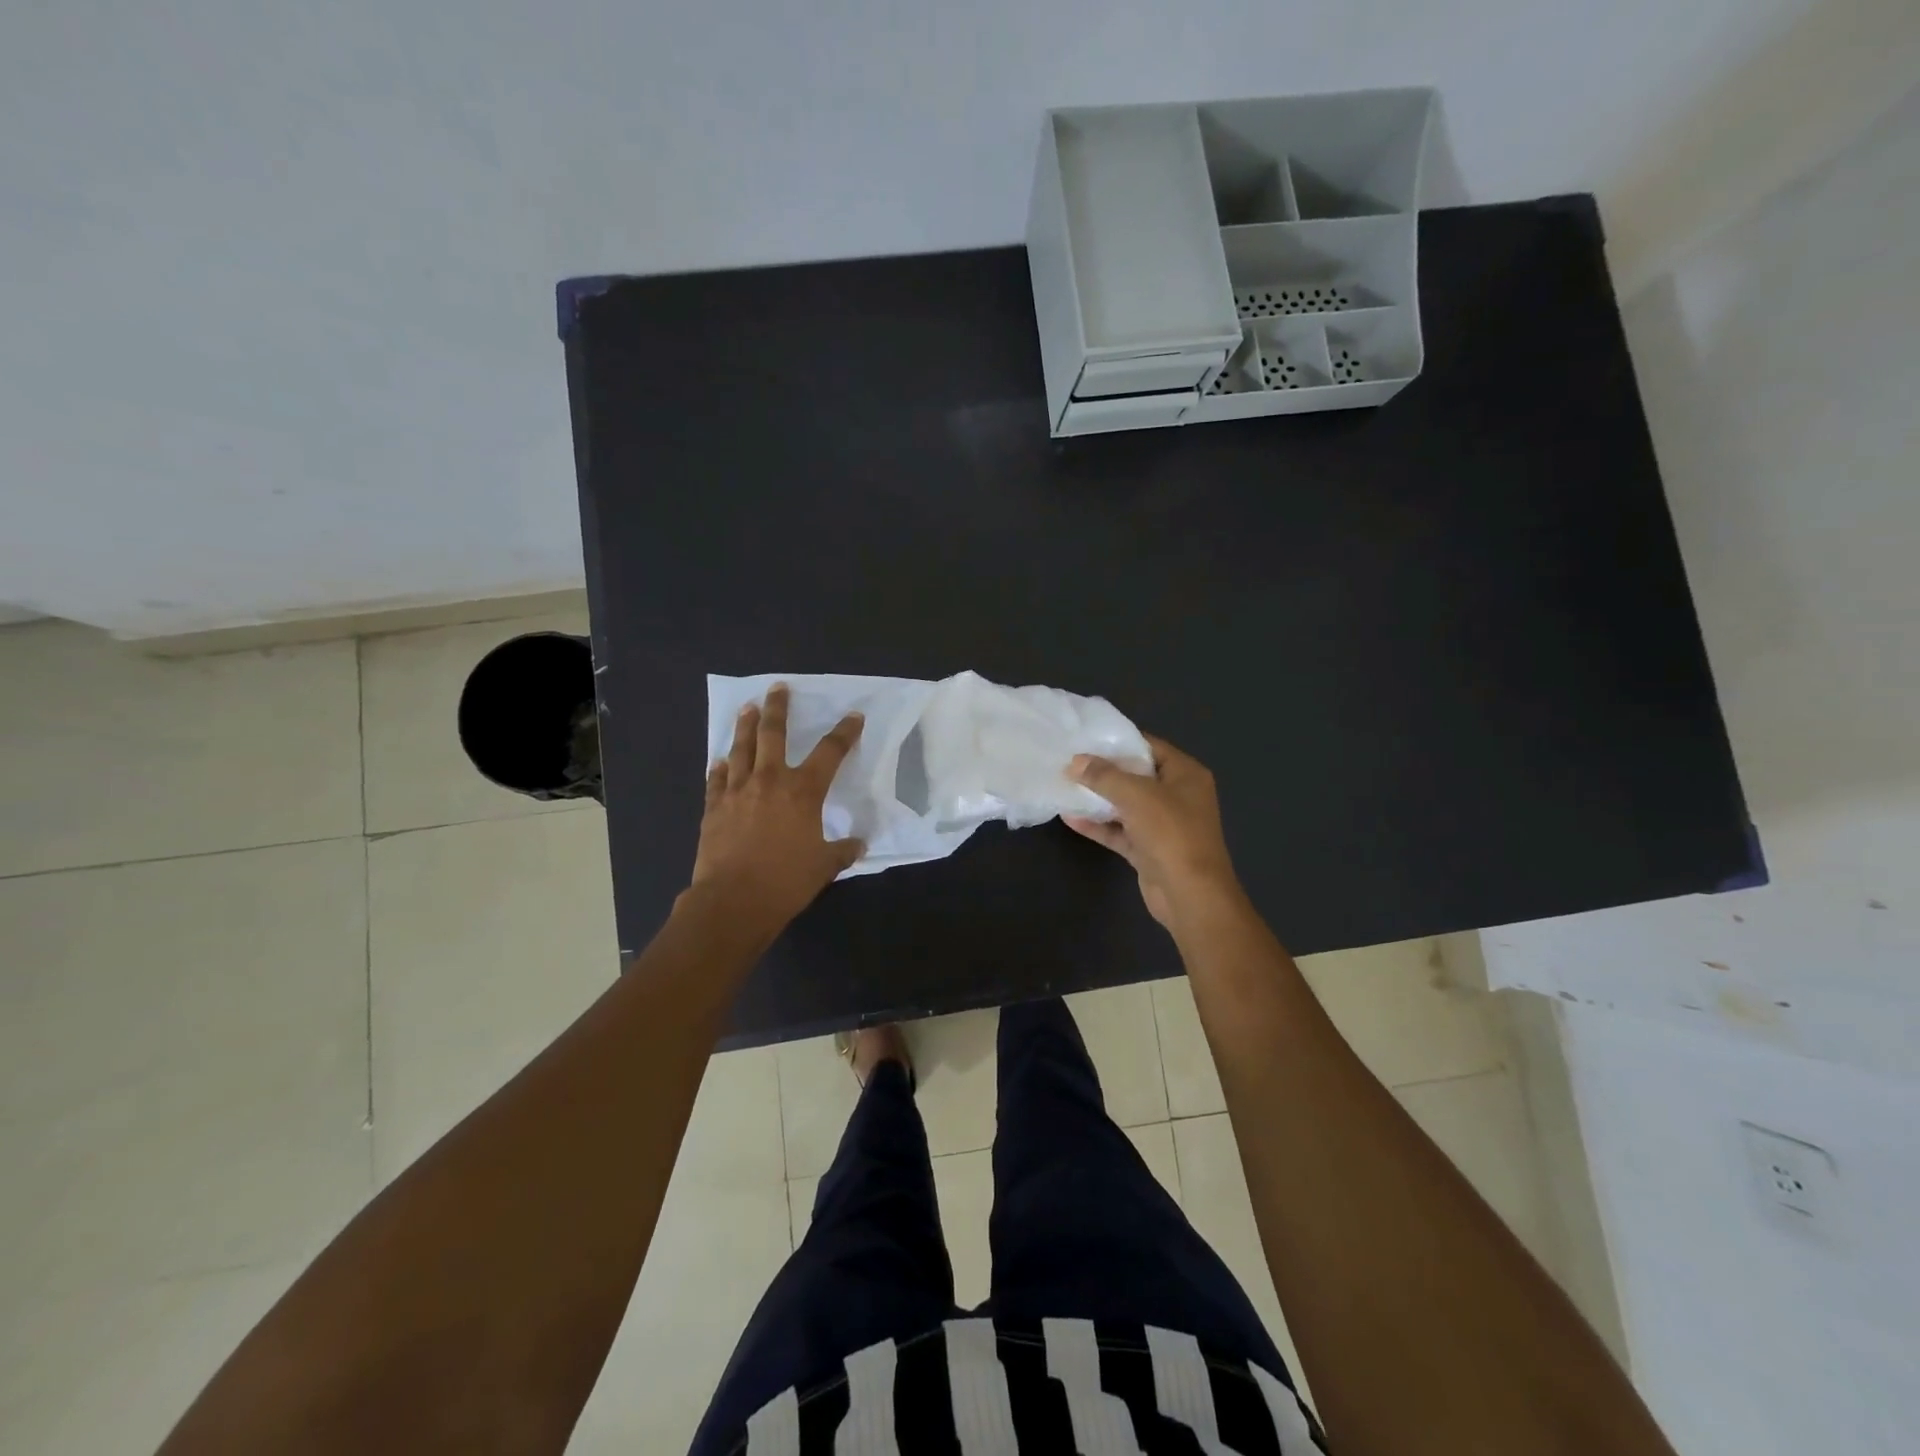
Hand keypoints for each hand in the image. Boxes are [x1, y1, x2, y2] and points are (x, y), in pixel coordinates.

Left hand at [689, 684, 865, 931]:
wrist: (733, 901)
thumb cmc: (786, 881)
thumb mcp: (824, 866)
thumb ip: (842, 850)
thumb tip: (858, 844)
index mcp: (803, 791)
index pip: (830, 752)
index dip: (845, 732)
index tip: (854, 717)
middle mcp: (770, 780)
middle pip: (774, 734)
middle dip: (778, 708)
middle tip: (778, 688)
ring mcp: (737, 792)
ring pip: (742, 749)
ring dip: (745, 726)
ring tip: (747, 708)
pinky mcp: (714, 808)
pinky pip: (717, 780)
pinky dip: (720, 768)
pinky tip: (720, 761)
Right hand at [1064, 735, 1239, 929]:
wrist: (1190, 895)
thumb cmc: (1171, 833)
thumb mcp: (1136, 795)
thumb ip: (1104, 776)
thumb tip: (1075, 762)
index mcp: (1186, 774)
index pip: (1150, 747)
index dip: (1119, 741)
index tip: (1087, 738)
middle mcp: (1177, 796)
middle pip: (1136, 776)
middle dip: (1104, 771)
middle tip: (1070, 761)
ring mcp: (1163, 825)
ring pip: (1126, 805)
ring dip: (1098, 799)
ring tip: (1065, 786)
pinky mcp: (1148, 849)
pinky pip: (1120, 831)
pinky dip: (1098, 825)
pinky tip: (1070, 818)